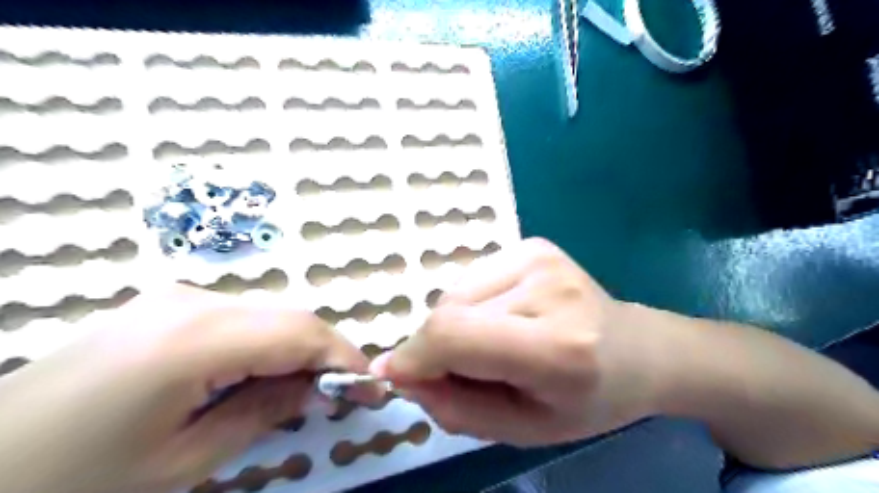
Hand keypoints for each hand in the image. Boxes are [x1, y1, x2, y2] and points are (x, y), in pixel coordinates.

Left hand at [0, 284, 376, 492]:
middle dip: (327, 353)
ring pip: (271, 314)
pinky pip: (244, 317)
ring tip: (306, 389)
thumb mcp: (183, 460)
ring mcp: (181, 296)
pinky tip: (262, 374)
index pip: (302, 333)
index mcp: (198, 337)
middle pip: (291, 317)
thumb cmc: (75, 476)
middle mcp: (196, 300)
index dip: (346, 358)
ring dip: (299, 348)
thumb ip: (263, 412)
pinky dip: (269, 343)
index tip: (372, 390)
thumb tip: (319, 389)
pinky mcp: (171, 304)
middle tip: (344, 393)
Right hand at [370, 236, 673, 445]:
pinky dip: (471, 304)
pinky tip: (504, 316)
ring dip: (455, 324)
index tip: (395, 375)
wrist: (637, 351)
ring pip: (455, 291)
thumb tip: (400, 372)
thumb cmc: (586, 401)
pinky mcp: (533, 245)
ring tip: (493, 343)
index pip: (456, 335)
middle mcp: (548, 288)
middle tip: (461, 370)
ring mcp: (540, 257)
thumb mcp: (522, 430)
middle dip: (435, 345)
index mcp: (557, 348)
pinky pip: (473, 277)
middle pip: (449, 310)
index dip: (414, 355)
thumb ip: (454, 408)